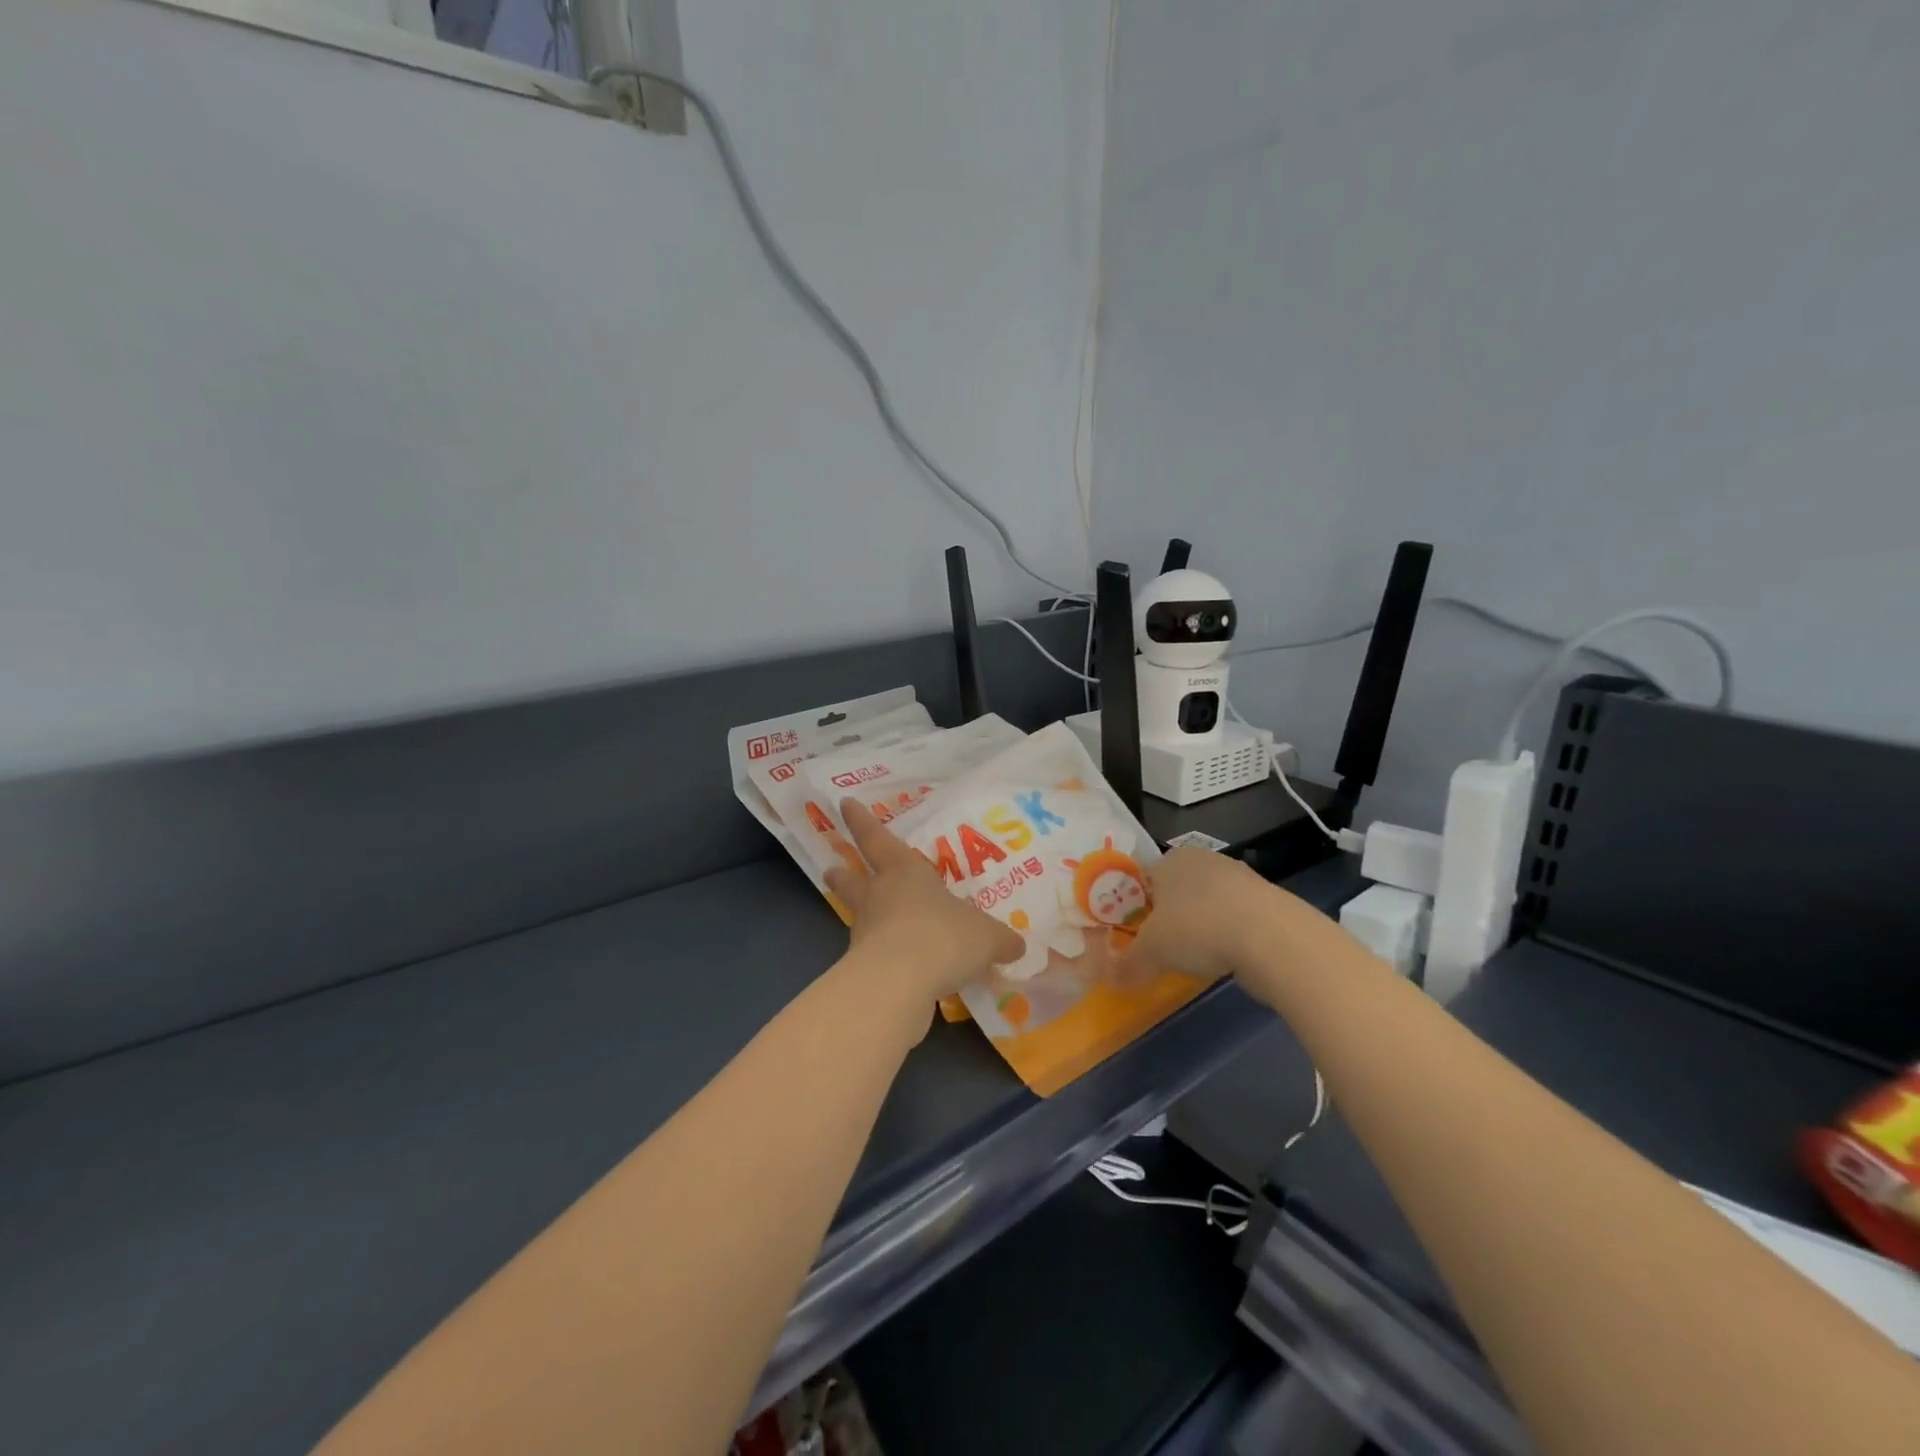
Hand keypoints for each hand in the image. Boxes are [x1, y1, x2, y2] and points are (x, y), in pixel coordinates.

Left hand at [825, 798, 1025, 1011]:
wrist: (899, 982)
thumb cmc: (943, 937)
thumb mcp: (986, 937)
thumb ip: (1000, 940)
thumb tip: (1016, 946)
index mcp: (906, 873)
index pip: (878, 838)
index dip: (862, 821)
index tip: (844, 803)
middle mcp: (880, 896)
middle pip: (854, 878)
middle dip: (844, 873)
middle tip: (831, 868)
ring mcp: (866, 932)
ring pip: (859, 916)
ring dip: (861, 917)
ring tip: (867, 923)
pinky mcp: (861, 969)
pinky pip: (872, 957)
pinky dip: (881, 959)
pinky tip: (899, 973)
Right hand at [1118, 846, 1283, 983]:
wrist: (1271, 937)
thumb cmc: (1197, 928)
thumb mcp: (1151, 952)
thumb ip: (1127, 965)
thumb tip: (1110, 980)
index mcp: (1170, 858)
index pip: (1142, 879)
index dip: (1135, 908)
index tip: (1134, 936)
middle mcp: (1203, 859)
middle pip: (1175, 891)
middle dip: (1168, 918)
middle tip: (1160, 950)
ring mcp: (1239, 877)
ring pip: (1207, 904)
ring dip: (1200, 928)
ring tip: (1194, 959)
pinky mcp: (1266, 901)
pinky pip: (1234, 918)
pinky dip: (1227, 936)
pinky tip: (1225, 958)